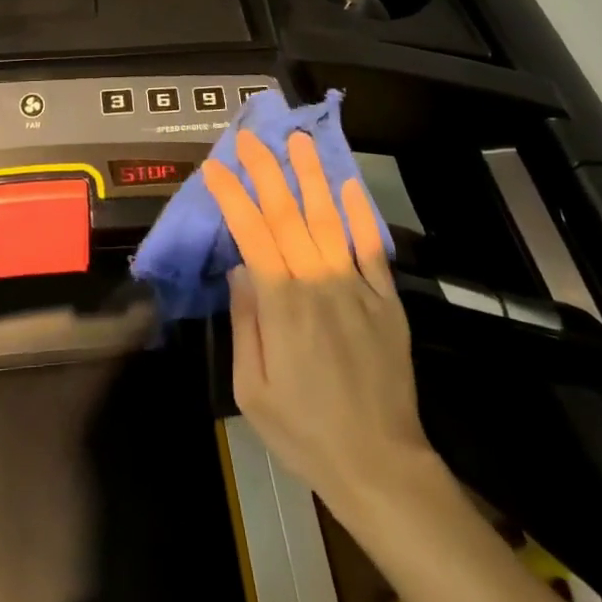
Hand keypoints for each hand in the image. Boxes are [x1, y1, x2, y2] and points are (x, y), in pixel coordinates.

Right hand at [203, 131, 427, 515]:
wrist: (379, 465)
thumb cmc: (305, 431)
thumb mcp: (252, 390)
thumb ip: (245, 322)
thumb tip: (240, 267)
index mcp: (282, 305)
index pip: (252, 233)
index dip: (233, 196)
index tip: (214, 167)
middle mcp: (318, 282)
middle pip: (289, 213)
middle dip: (267, 170)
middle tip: (251, 136)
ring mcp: (356, 287)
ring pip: (330, 218)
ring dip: (312, 175)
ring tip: (299, 140)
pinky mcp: (386, 299)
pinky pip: (370, 247)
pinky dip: (359, 214)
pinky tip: (349, 184)